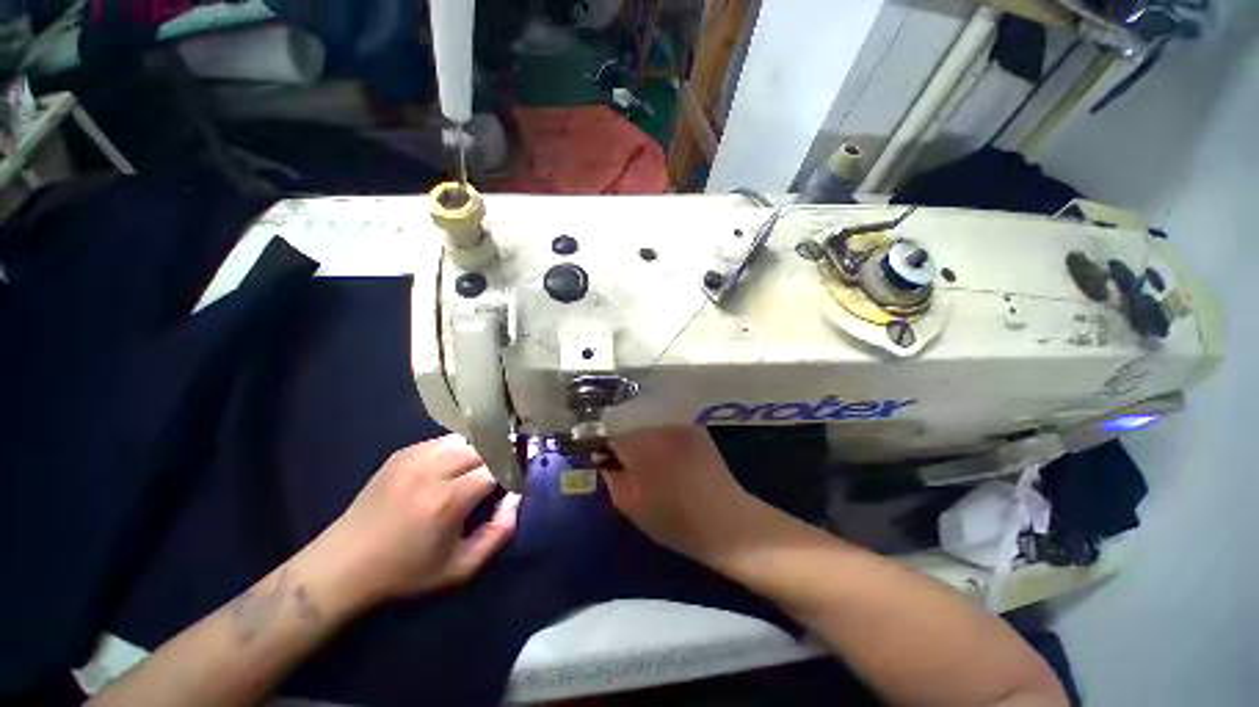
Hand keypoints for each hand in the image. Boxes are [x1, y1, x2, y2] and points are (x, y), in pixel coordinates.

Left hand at [315, 435, 519, 602]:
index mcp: (449, 499)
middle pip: (484, 447)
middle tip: (507, 468)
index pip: (498, 467)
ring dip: (481, 449)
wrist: (345, 563)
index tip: (520, 477)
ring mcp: (415, 457)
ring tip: (482, 466)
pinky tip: (455, 465)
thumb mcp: (461, 567)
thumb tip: (516, 497)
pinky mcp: (402, 453)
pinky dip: (458, 448)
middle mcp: (433, 470)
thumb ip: (499, 532)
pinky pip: (444, 440)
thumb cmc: (406, 571)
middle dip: (501, 456)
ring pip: (466, 439)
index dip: (514, 469)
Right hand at [605, 427, 765, 562]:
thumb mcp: (632, 507)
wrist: (727, 522)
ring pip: (653, 430)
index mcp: (641, 447)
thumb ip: (614, 481)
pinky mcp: (698, 431)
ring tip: (657, 467)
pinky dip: (667, 443)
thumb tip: (605, 464)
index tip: (610, 464)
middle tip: (634, 470)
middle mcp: (660, 429)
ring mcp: (681, 427)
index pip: (613, 437)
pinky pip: (672, 431)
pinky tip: (675, 462)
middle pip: (634, 430)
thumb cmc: (674, 521)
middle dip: (630, 446)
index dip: (608, 451)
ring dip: (649, 444)